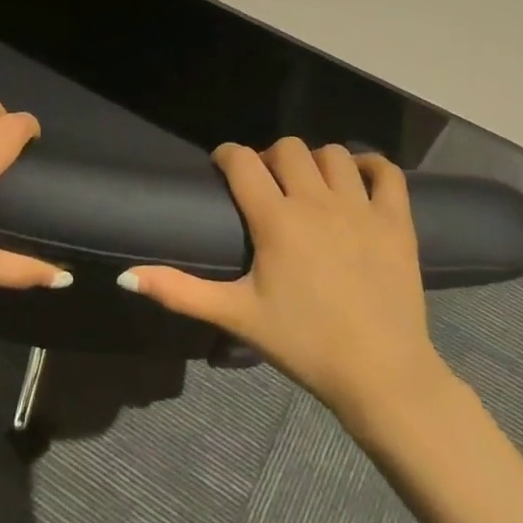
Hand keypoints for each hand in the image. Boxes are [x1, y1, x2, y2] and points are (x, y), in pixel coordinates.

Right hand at [116, 139, 447, 421]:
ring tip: (309, 186)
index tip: (222, 167)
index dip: (227, 155)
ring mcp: (362, 208)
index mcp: (276, 220)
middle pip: (288, 148)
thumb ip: (179, 291)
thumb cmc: (303, 343)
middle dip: (269, 157)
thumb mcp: (236, 315)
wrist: (380, 374)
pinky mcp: (398, 221)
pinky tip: (358, 182)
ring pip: (334, 153)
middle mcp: (318, 202)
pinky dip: (371, 167)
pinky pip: (387, 172)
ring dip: (316, 160)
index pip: (242, 161)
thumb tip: (125, 276)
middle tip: (266, 185)